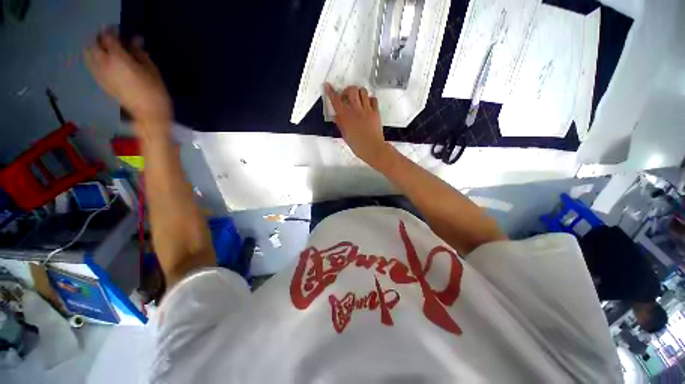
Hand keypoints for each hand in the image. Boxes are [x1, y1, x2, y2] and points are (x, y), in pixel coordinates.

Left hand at [85, 30, 171, 135]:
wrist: (148, 115)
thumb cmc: (155, 92)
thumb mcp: (151, 69)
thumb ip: (139, 52)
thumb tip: (134, 40)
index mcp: (116, 58)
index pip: (107, 36)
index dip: (113, 31)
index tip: (121, 32)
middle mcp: (103, 63)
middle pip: (93, 44)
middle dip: (101, 39)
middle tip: (114, 40)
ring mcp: (99, 74)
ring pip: (89, 54)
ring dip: (96, 49)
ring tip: (108, 51)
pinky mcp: (100, 83)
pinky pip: (92, 65)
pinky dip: (96, 59)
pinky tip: (107, 63)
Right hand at [325, 83, 391, 167]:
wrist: (372, 148)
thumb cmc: (357, 145)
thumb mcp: (345, 135)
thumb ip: (340, 123)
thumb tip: (336, 115)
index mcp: (345, 117)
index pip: (336, 100)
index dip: (330, 91)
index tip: (327, 85)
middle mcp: (355, 110)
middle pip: (351, 90)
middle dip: (348, 90)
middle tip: (347, 97)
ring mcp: (366, 110)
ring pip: (363, 91)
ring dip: (359, 93)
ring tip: (358, 100)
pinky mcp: (376, 111)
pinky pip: (373, 99)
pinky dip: (370, 100)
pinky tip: (367, 106)